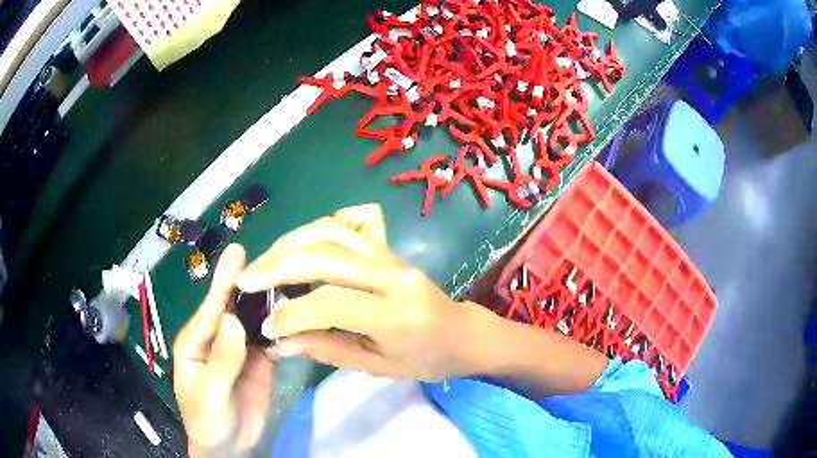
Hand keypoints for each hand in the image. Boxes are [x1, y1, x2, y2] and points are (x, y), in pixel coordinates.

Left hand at [173, 244, 273, 456]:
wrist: (229, 445)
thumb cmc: (207, 420)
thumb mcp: (209, 394)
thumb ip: (221, 359)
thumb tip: (232, 318)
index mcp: (196, 339)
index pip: (211, 308)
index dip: (224, 281)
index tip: (238, 252)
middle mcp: (218, 336)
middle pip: (234, 306)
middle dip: (251, 283)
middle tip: (276, 258)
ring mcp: (240, 347)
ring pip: (255, 319)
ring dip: (270, 300)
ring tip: (293, 276)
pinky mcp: (259, 359)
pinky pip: (271, 338)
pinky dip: (283, 325)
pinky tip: (298, 311)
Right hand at [235, 204, 493, 381]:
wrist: (463, 334)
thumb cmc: (426, 359)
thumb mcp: (377, 366)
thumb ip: (326, 350)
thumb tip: (279, 342)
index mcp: (395, 315)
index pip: (331, 304)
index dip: (292, 314)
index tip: (265, 326)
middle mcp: (393, 275)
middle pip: (326, 255)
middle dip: (278, 265)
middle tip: (245, 279)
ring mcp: (391, 255)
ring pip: (333, 230)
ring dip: (291, 241)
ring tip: (263, 261)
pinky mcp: (388, 247)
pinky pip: (352, 223)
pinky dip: (322, 226)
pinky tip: (304, 242)